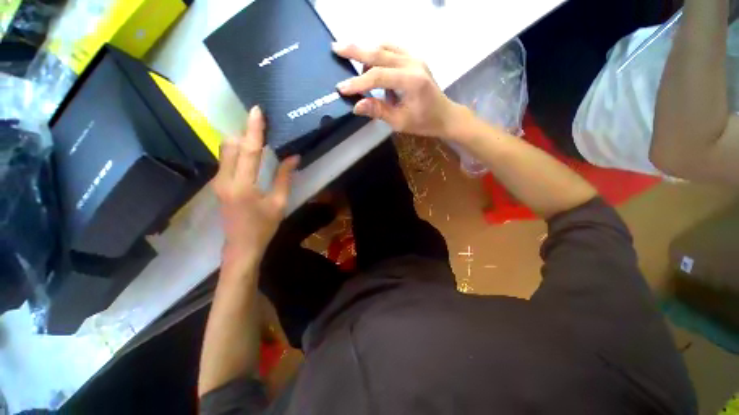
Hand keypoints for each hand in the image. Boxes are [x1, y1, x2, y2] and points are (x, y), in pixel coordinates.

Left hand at [213, 106, 298, 267]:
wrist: (241, 246)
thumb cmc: (264, 226)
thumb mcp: (279, 203)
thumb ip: (284, 177)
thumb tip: (294, 157)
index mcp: (243, 185)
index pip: (249, 150)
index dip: (254, 129)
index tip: (257, 110)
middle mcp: (225, 179)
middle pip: (231, 145)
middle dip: (244, 131)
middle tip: (260, 123)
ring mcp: (218, 181)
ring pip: (225, 151)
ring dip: (240, 140)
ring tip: (257, 135)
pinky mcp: (218, 184)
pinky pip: (226, 160)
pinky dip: (237, 151)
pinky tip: (249, 152)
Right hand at [332, 43, 463, 138]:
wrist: (444, 115)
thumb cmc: (423, 122)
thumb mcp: (400, 122)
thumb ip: (378, 111)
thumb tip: (356, 105)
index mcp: (411, 81)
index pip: (378, 76)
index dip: (358, 82)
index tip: (341, 88)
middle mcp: (413, 63)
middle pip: (379, 52)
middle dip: (355, 50)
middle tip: (335, 48)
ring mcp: (414, 58)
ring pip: (385, 46)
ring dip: (366, 51)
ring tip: (352, 62)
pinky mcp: (414, 58)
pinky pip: (392, 49)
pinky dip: (378, 53)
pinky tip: (370, 62)